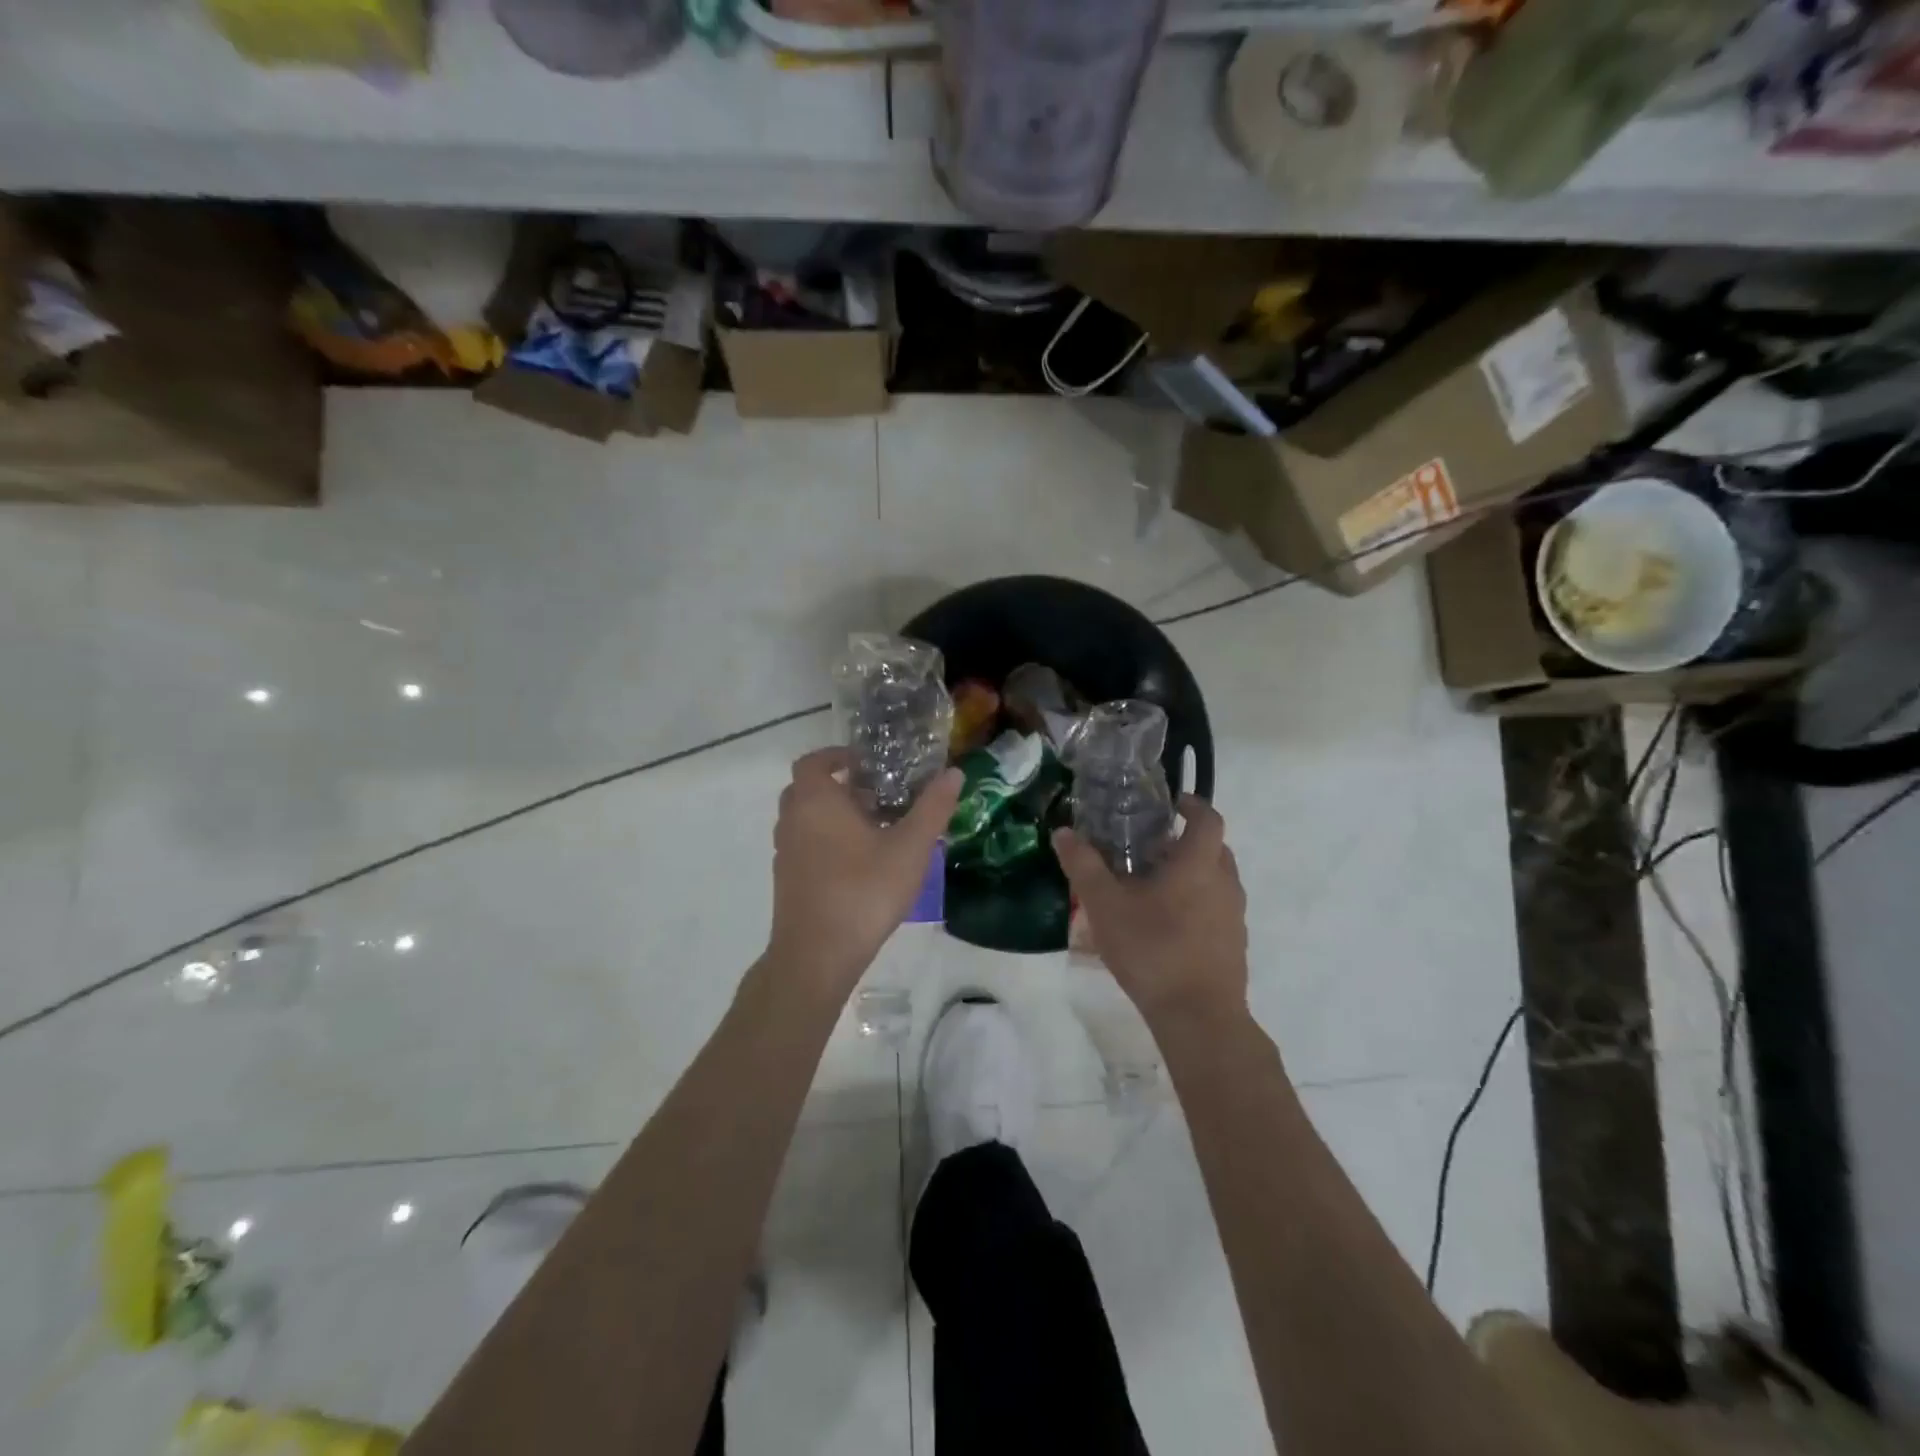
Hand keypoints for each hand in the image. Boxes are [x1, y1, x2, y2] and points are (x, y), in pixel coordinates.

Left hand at [767, 748, 963, 997]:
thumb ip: (933, 808)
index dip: (838, 757)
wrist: (817, 955)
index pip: (815, 762)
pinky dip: (826, 843)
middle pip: (809, 789)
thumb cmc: (864, 891)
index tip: (867, 764)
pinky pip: (805, 846)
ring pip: (806, 820)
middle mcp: (792, 820)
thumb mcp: (910, 848)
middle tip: (877, 797)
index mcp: (816, 801)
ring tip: (874, 831)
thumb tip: (954, 773)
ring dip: (833, 817)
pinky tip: (859, 865)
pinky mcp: (786, 880)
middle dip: (840, 787)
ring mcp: (785, 852)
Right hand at [1052, 797, 1248, 1027]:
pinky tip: (1165, 925)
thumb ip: (1083, 866)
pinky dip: (1196, 903)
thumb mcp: (1105, 905)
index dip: (1192, 804)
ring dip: (1190, 874)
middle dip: (1184, 841)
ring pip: (1215, 880)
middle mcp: (1225, 883)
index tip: (1170, 804)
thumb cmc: (1152, 949)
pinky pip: (1216, 909)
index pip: (1208, 818)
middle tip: (1149, 847)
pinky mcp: (1234, 944)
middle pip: (1213, 848)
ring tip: (1152, 887)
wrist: (1198, 1017)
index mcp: (1199, 864)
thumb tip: (1063, 832)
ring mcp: (1234, 916)